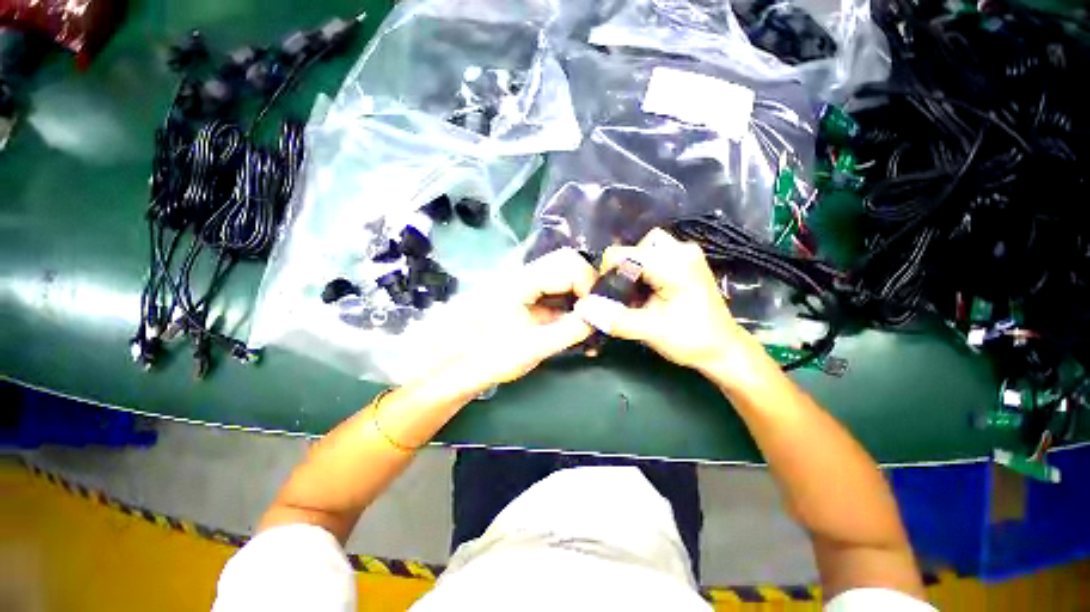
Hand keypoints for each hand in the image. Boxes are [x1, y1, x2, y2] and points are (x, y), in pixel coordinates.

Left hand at [459, 247, 596, 387]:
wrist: (457, 367)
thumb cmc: (489, 358)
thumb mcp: (533, 348)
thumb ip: (569, 330)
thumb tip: (600, 317)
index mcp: (521, 282)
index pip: (568, 264)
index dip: (589, 284)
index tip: (597, 311)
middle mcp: (523, 275)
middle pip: (567, 264)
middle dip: (587, 287)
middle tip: (595, 314)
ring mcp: (524, 286)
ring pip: (563, 278)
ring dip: (580, 296)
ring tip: (588, 323)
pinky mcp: (525, 298)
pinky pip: (555, 293)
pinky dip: (569, 306)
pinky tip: (575, 326)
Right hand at [574, 228, 767, 384]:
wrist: (724, 349)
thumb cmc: (692, 340)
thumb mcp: (651, 331)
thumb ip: (616, 318)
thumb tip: (583, 308)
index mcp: (674, 264)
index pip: (623, 254)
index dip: (607, 274)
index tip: (607, 298)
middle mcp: (681, 250)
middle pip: (634, 247)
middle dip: (622, 270)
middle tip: (624, 296)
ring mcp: (686, 253)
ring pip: (644, 248)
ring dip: (634, 268)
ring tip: (635, 293)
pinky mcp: (686, 261)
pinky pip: (655, 255)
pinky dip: (644, 270)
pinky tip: (647, 290)